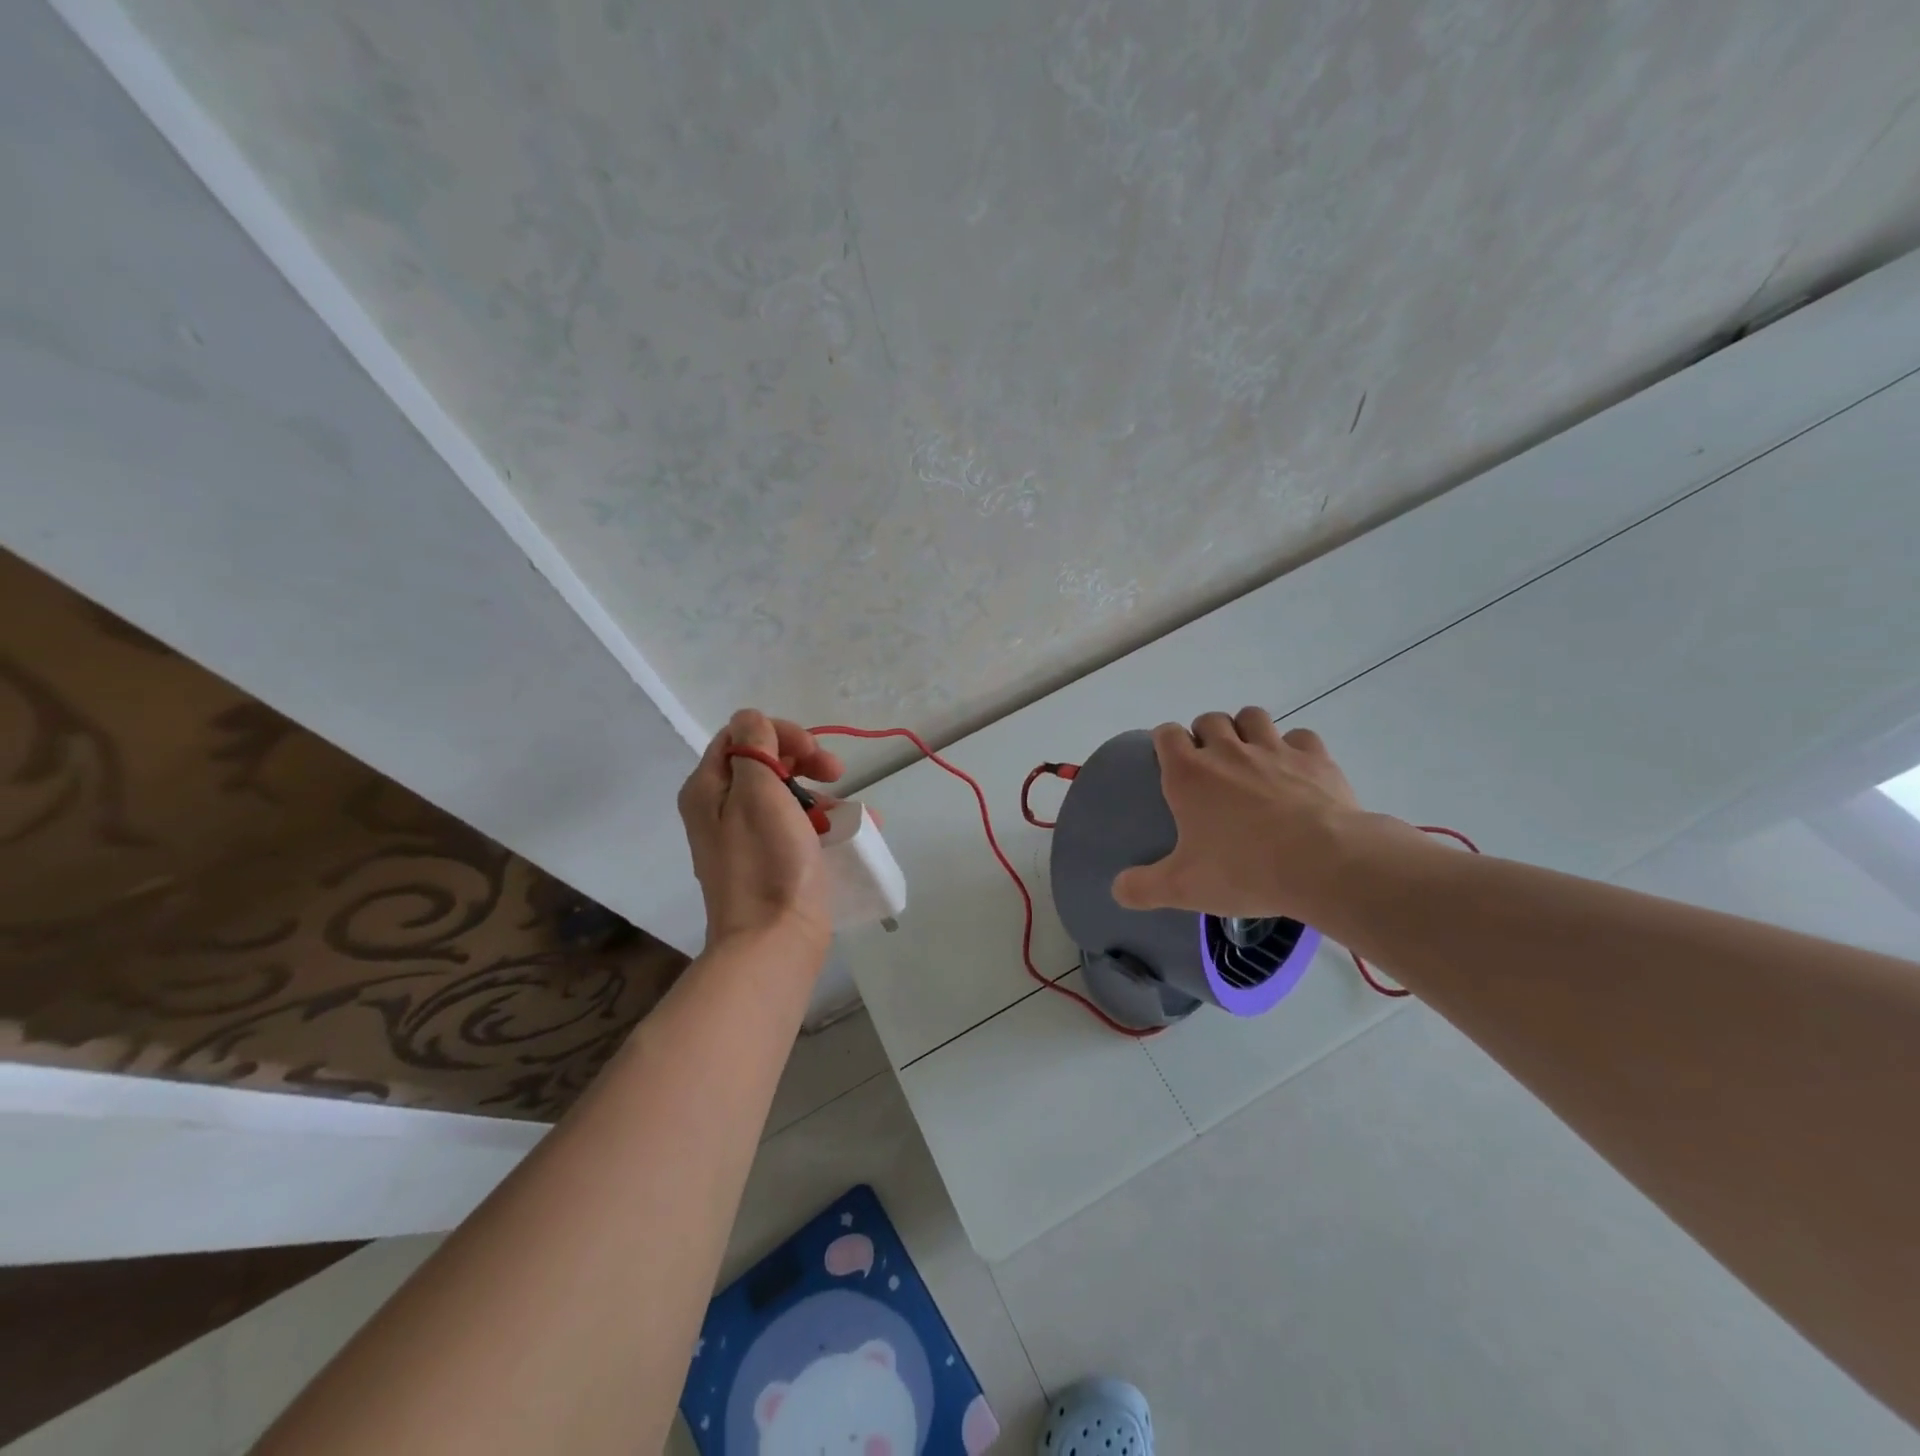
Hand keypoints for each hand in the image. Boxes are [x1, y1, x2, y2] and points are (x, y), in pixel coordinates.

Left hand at [677, 709, 846, 954]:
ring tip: (857, 812)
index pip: (740, 735)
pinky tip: (857, 830)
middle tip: (837, 772)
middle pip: (764, 762)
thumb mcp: (758, 793)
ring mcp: (745, 839)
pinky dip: (823, 822)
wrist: (773, 942)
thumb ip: (754, 746)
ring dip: (822, 793)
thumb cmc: (768, 862)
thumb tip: (752, 720)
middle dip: (805, 759)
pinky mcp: (770, 862)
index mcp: (708, 790)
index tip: (813, 751)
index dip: (780, 733)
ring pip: (786, 795)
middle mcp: (720, 810)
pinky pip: (797, 826)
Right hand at [1112, 708, 1372, 918]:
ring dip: (1246, 729)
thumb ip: (1143, 887)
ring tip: (1250, 757)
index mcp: (1190, 774)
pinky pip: (1300, 736)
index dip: (1165, 742)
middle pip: (1209, 719)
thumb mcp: (1183, 889)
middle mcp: (1228, 751)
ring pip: (1252, 716)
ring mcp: (1274, 749)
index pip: (1167, 734)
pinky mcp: (1315, 758)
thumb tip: (1117, 889)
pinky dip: (1294, 747)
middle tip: (1210, 766)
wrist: (1325, 864)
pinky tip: (1295, 769)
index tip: (1168, 760)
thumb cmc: (1244, 870)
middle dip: (1205, 734)